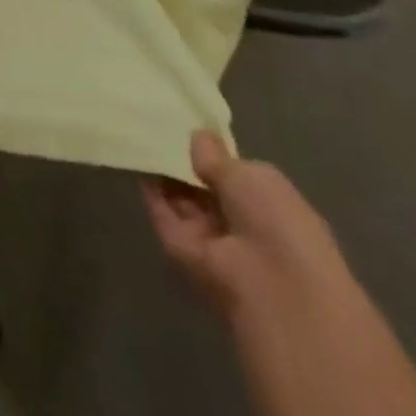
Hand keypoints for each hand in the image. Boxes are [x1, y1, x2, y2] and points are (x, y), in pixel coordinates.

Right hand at [142, 132, 349, 319]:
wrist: (271, 285)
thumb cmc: (276, 222)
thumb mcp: (250, 174)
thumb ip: (216, 156)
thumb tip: (198, 138)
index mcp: (270, 206)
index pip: (235, 177)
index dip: (214, 156)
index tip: (188, 131)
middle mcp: (240, 223)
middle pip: (205, 188)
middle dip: (186, 164)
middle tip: (159, 130)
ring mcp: (209, 237)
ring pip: (181, 200)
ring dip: (165, 175)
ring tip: (143, 139)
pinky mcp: (180, 248)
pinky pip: (162, 213)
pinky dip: (150, 192)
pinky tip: (139, 162)